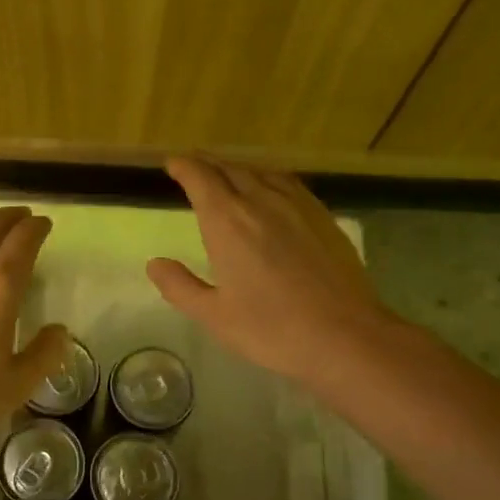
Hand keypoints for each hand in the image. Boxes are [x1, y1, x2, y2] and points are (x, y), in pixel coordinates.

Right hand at [148, 157, 390, 386]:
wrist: (345, 335)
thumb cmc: (272, 328)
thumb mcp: (214, 315)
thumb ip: (180, 286)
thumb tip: (154, 264)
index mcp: (228, 221)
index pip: (200, 178)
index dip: (183, 167)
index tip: (172, 164)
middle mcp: (261, 201)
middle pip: (229, 170)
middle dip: (207, 165)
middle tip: (193, 167)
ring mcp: (296, 205)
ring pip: (260, 173)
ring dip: (237, 170)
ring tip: (227, 176)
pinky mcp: (322, 216)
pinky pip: (287, 184)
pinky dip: (268, 179)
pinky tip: (270, 192)